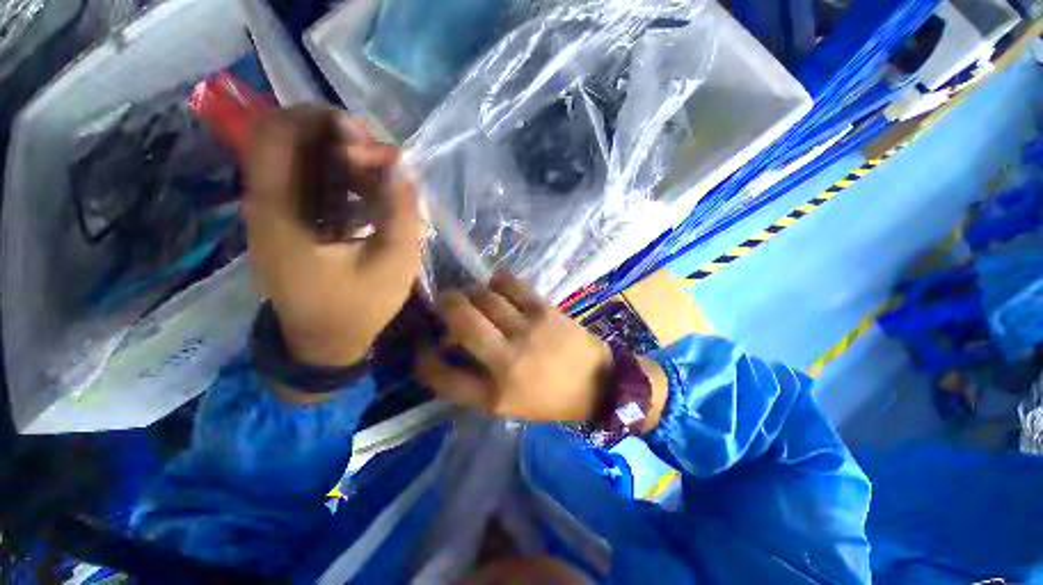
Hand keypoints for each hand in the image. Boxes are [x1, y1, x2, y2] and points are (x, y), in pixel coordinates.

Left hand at [243, 105, 420, 368]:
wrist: (325, 344)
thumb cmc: (358, 308)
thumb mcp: (393, 264)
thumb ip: (401, 212)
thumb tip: (403, 167)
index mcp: (280, 214)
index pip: (276, 133)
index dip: (320, 119)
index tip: (368, 141)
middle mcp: (268, 205)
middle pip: (289, 140)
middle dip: (338, 137)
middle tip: (381, 159)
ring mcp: (277, 215)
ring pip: (302, 160)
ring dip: (344, 159)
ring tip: (384, 179)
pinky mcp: (291, 225)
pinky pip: (312, 185)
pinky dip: (342, 180)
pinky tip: (371, 197)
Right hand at [416, 272, 613, 423]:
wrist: (599, 383)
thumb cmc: (552, 399)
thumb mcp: (509, 405)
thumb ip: (475, 382)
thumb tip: (449, 350)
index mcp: (496, 394)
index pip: (443, 377)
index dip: (424, 360)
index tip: (424, 346)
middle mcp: (507, 360)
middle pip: (461, 321)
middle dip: (445, 305)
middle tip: (445, 302)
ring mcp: (528, 330)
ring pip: (484, 297)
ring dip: (471, 292)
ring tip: (473, 295)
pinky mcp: (545, 310)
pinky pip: (511, 285)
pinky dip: (497, 281)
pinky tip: (496, 286)